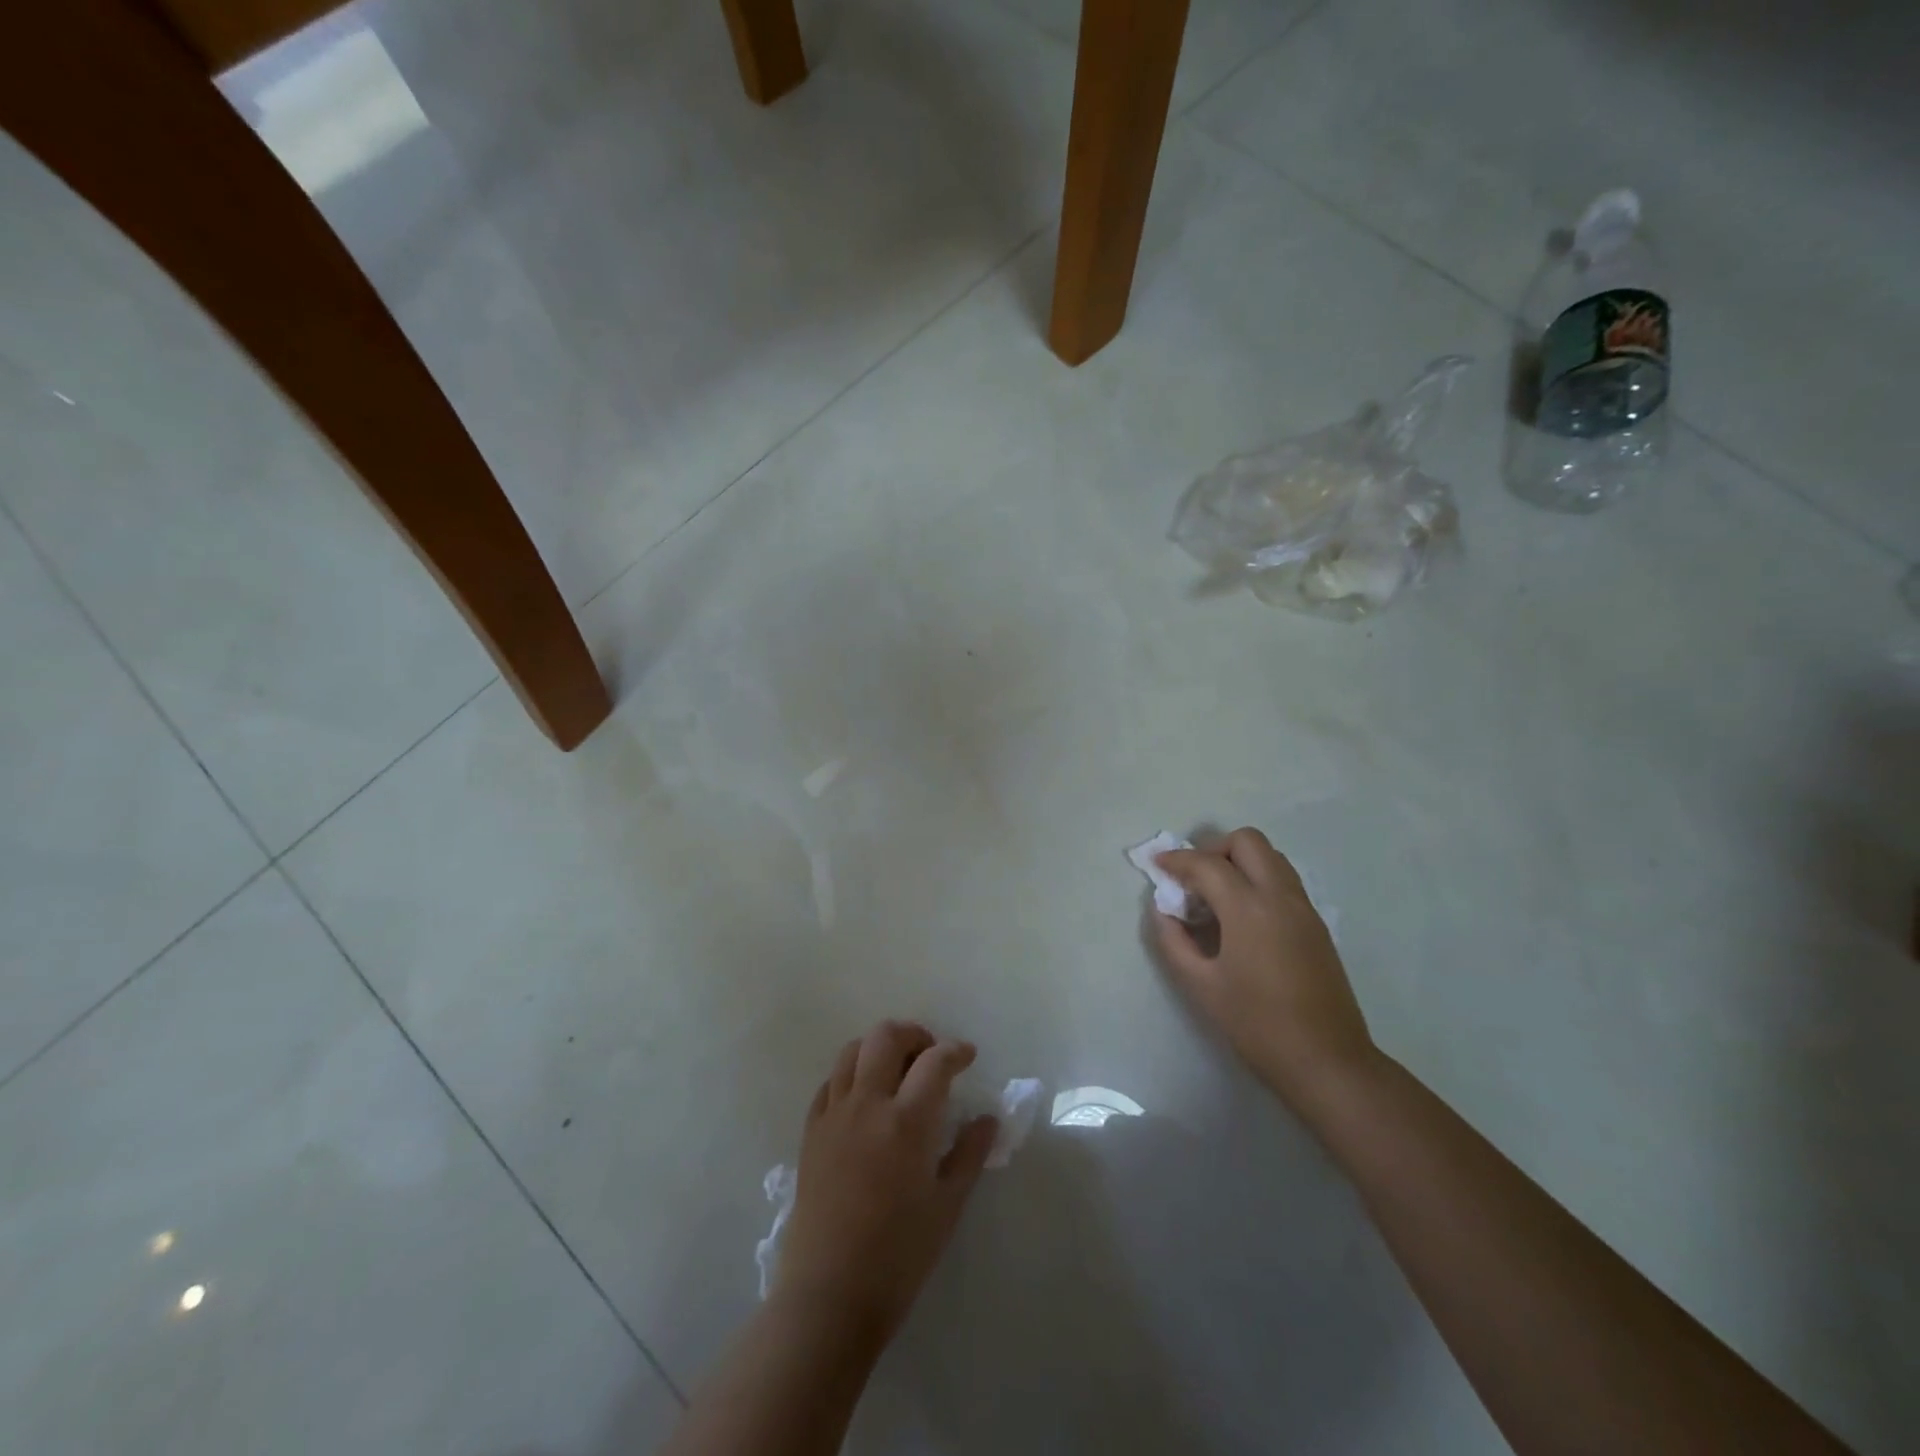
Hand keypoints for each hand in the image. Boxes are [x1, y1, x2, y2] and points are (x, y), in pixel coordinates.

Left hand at [776, 1021, 997, 1342]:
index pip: (934, 1061)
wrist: (828, 1297)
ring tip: (896, 1069)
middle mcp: (867, 1104)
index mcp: (906, 1121)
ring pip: (852, 1051)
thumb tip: (988, 1120)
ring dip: (878, 1047)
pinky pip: (830, 1083)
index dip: (955, 1051)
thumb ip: (969, 1154)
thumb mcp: (947, 1206)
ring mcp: (834, 1115)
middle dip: (914, 1034)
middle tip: (930, 1054)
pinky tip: (863, 1097)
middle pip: (885, 1037)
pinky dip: (850, 1075)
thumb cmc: (898, 1256)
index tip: (967, 1056)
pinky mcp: (811, 1132)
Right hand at [1155, 828, 1377, 1111]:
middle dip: (1213, 848)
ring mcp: (1303, 908)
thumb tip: (1163, 911)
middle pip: (1247, 842)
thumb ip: (1173, 942)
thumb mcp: (1201, 986)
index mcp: (1248, 908)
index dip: (1176, 860)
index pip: (1206, 864)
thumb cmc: (1257, 1025)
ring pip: (1271, 856)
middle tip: (1192, 878)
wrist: (1326, 1061)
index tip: (1156, 865)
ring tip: (1215, 894)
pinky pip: (1283, 879)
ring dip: (1239, 861)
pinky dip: (1258, 878)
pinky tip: (1241, 915)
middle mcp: (1280, 896)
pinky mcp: (1316, 924)